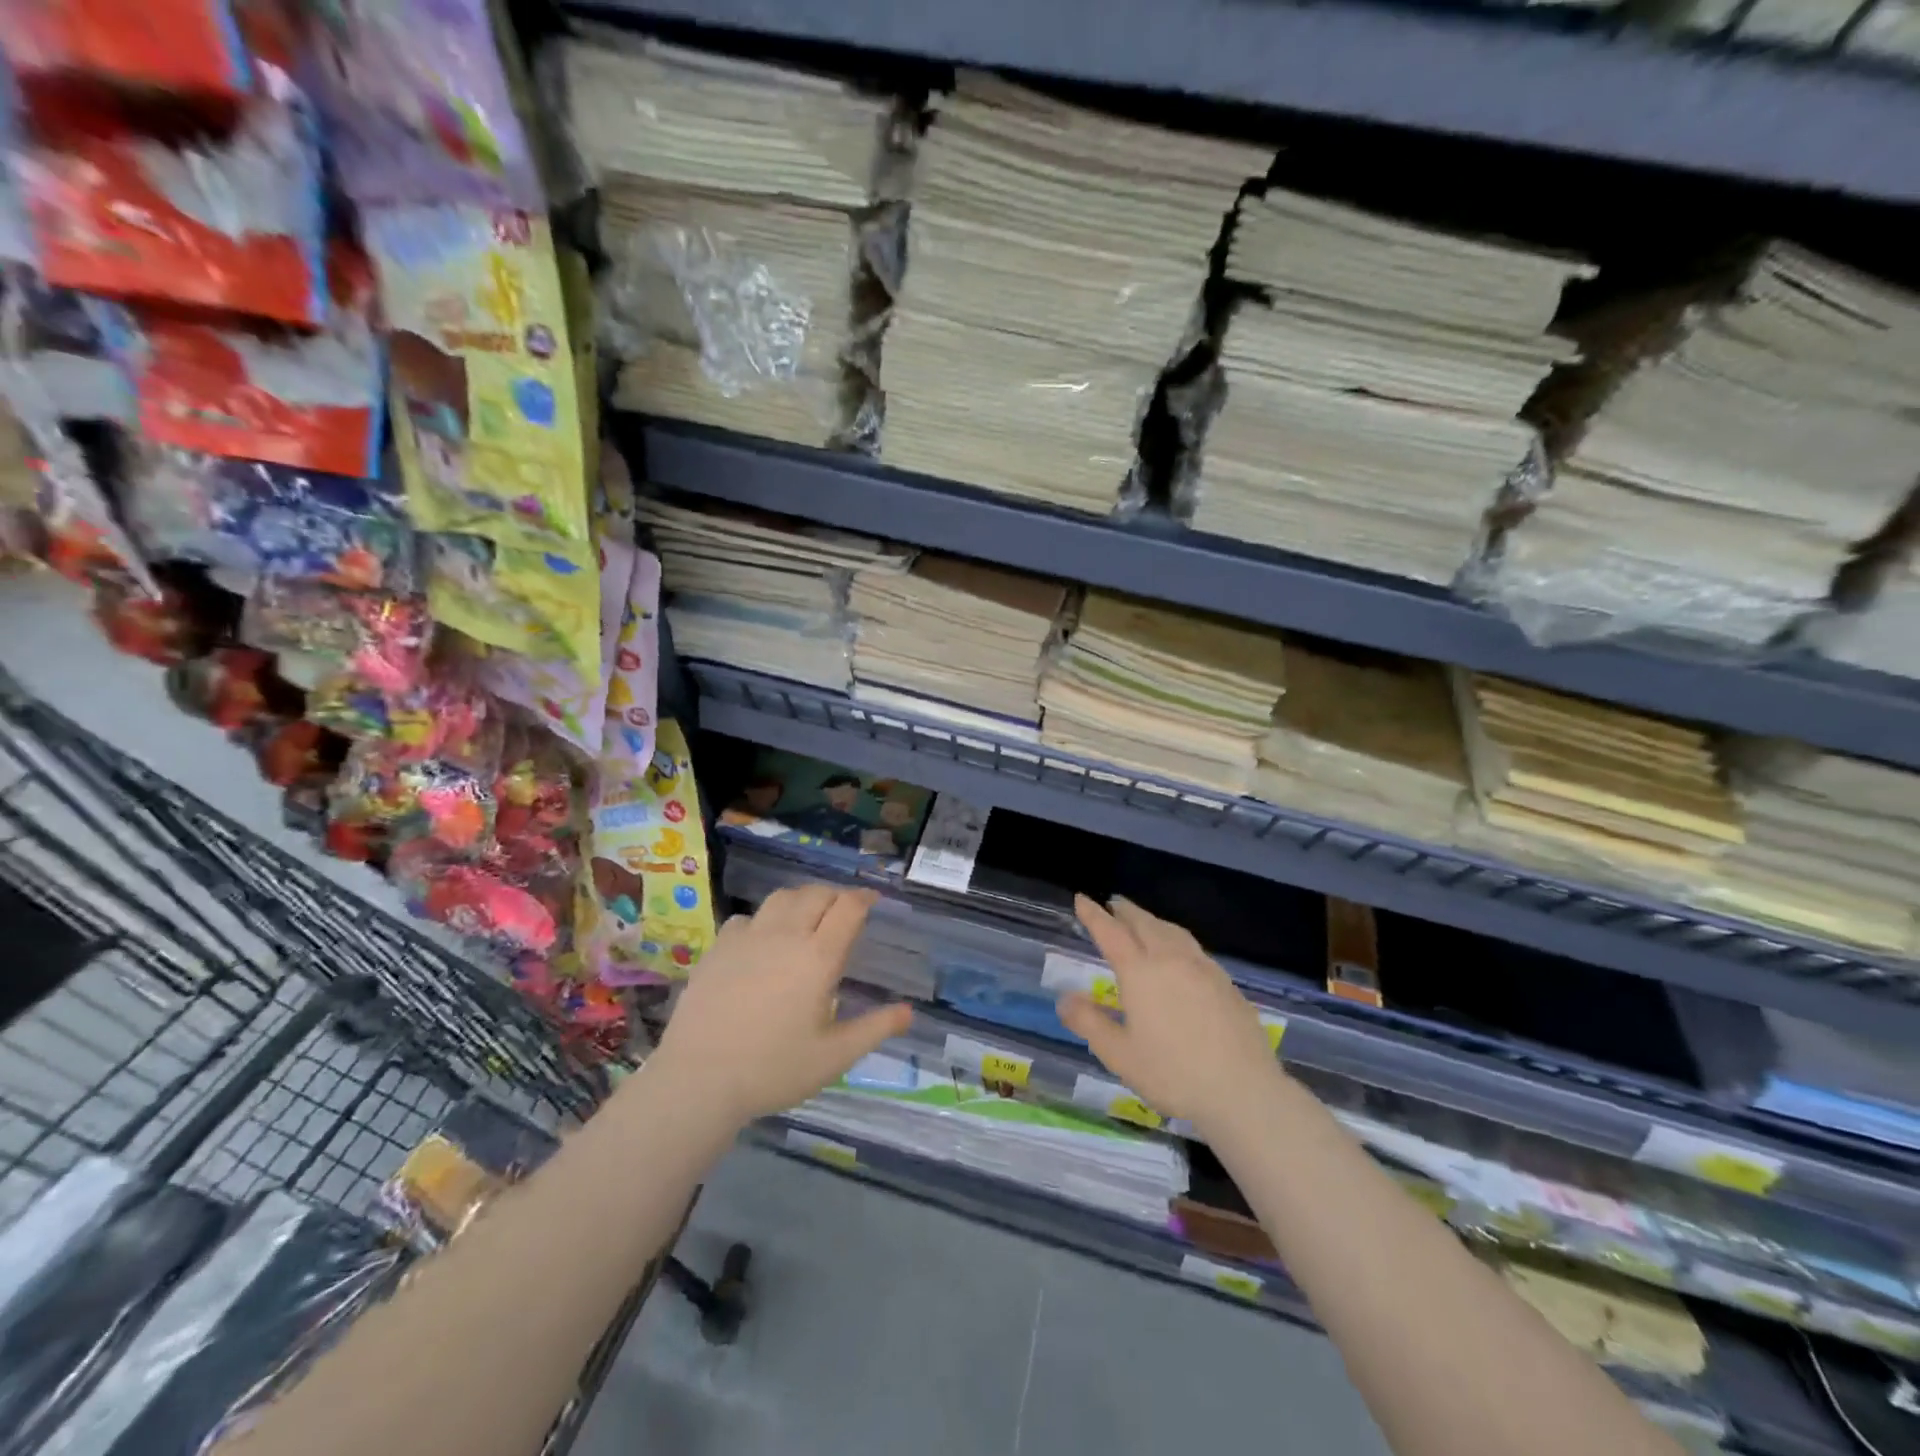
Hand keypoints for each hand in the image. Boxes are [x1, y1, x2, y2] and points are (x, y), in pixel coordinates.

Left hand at [649, 884, 911, 1127]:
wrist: (698, 1080)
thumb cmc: (773, 1070)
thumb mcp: (834, 1057)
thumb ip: (875, 1029)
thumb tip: (909, 1011)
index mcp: (818, 957)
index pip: (848, 908)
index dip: (864, 898)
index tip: (873, 901)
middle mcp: (786, 936)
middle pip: (816, 894)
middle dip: (836, 896)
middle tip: (844, 911)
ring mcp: (747, 938)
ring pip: (781, 898)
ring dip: (802, 900)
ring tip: (807, 917)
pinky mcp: (718, 948)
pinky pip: (747, 918)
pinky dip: (764, 919)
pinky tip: (763, 941)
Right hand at [1057, 895, 1280, 1134]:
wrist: (1244, 1091)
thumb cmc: (1173, 1074)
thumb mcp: (1119, 1055)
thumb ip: (1089, 1023)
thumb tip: (1065, 999)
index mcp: (1140, 972)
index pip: (1110, 932)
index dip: (1094, 914)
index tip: (1082, 898)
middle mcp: (1171, 959)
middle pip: (1144, 923)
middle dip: (1125, 911)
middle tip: (1112, 904)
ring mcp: (1203, 968)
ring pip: (1172, 931)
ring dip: (1152, 921)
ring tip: (1144, 922)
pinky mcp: (1226, 983)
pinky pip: (1193, 947)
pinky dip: (1176, 938)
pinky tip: (1180, 954)